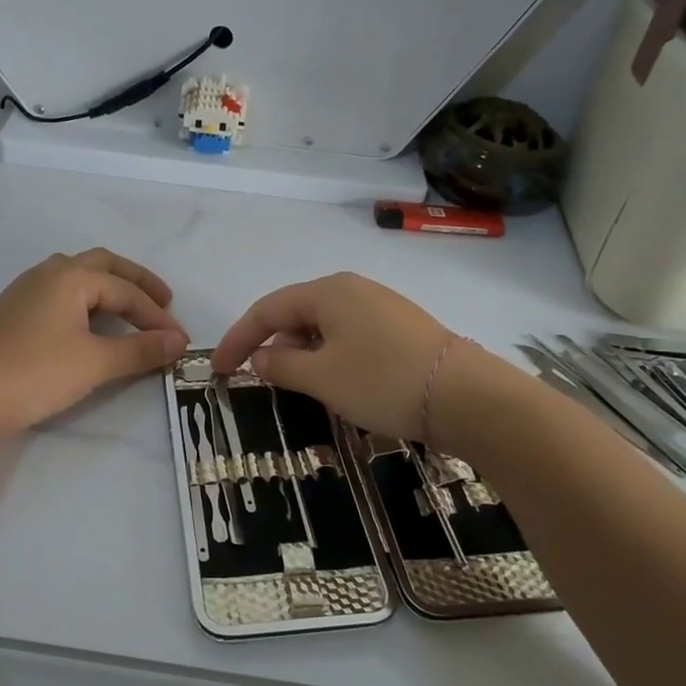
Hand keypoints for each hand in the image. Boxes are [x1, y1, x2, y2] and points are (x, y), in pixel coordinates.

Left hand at [0, 249, 187, 437]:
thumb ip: (139, 350)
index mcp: (71, 276)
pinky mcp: (12, 313)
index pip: (126, 291)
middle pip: (102, 265)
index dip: (157, 316)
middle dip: (136, 282)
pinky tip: (87, 324)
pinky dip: (85, 302)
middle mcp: (48, 273)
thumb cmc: (35, 372)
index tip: (180, 341)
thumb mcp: (95, 362)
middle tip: (163, 302)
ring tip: (129, 309)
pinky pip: (59, 294)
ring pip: (76, 276)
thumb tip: (178, 342)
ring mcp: (25, 291)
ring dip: (108, 288)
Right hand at [211, 272, 455, 440]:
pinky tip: (338, 382)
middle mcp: (352, 289)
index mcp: (328, 291)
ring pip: (324, 327)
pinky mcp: (400, 328)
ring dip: (303, 354)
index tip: (218, 369)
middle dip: (273, 345)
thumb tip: (261, 357)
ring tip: (301, 387)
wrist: (467, 396)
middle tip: (262, 381)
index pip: (267, 309)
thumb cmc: (383, 380)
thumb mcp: (322, 377)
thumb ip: (282, 364)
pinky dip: (330, 356)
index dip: (238, 338)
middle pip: (296, 313)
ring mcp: (380, 307)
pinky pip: (349, 336)